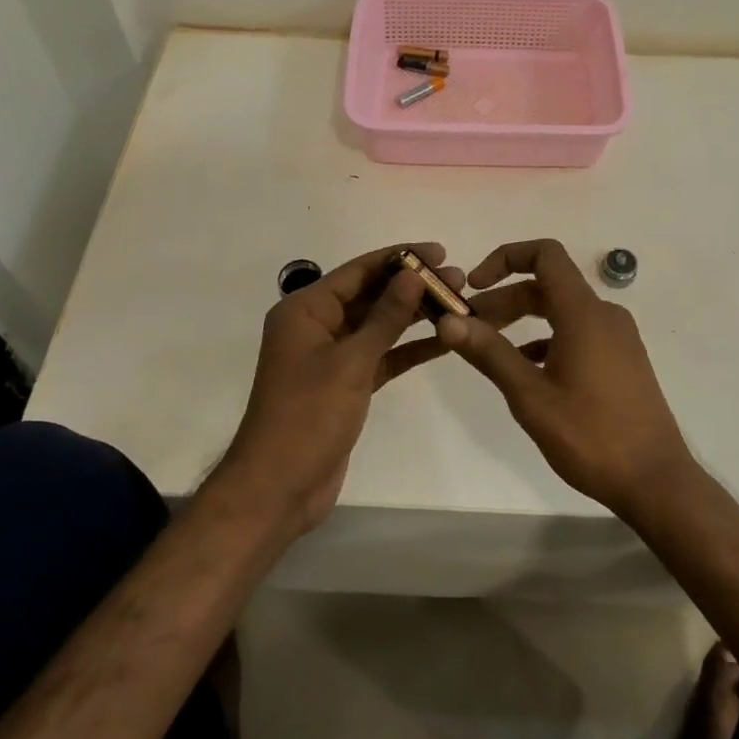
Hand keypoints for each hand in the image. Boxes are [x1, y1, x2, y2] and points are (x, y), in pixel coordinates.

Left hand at [222, 242, 462, 533]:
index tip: (440, 251)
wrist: (279, 487)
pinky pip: (381, 356)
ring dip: (414, 316)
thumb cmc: (308, 416)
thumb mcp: (350, 361)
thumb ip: (385, 317)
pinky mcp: (345, 384)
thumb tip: (413, 274)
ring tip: (459, 304)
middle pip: (370, 295)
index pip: (358, 271)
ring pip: (378, 326)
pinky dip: (408, 349)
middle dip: (412, 287)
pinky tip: (443, 341)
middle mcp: (316, 326)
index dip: (400, 258)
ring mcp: (331, 357)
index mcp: (305, 310)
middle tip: (459, 279)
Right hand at [437, 239, 693, 517]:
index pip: (545, 254)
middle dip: (504, 298)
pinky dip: (546, 338)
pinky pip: (578, 332)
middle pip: (547, 285)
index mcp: (584, 313)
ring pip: (561, 311)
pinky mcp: (622, 359)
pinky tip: (525, 369)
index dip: (505, 258)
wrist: (655, 481)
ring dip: (522, 320)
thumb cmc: (590, 436)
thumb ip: (489, 353)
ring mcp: (617, 337)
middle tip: (467, 326)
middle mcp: (604, 314)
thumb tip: (447, 321)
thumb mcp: (530, 396)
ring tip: (488, 347)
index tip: (474, 285)